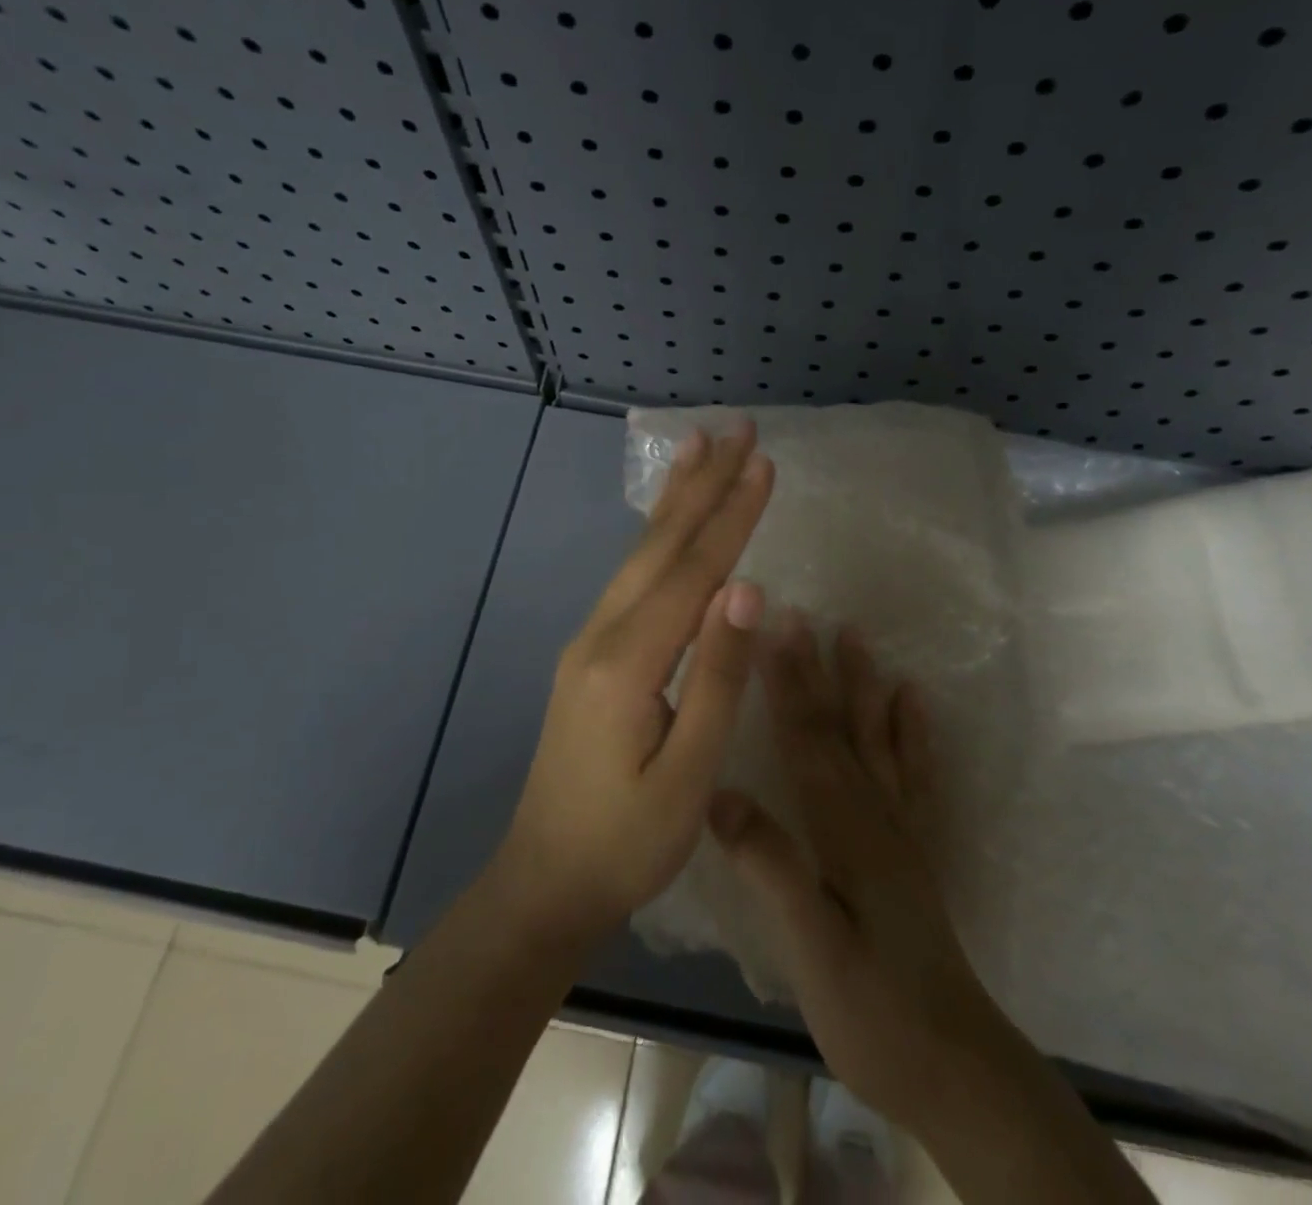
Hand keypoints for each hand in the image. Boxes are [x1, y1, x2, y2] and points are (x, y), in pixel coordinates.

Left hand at [493, 421, 773, 944]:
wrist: (546, 882)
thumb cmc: (628, 842)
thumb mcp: (689, 773)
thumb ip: (718, 676)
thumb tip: (749, 589)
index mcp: (627, 662)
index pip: (693, 572)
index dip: (733, 515)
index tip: (765, 461)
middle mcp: (601, 635)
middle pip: (660, 546)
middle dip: (702, 484)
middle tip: (735, 428)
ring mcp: (589, 642)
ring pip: (640, 556)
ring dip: (676, 501)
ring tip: (700, 449)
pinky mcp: (590, 656)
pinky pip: (632, 580)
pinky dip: (659, 538)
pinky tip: (670, 524)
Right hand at [708, 618, 1022, 1138]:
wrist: (953, 1066)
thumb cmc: (874, 1013)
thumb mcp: (813, 951)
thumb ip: (773, 870)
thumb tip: (719, 796)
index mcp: (845, 831)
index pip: (808, 742)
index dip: (787, 684)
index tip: (771, 629)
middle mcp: (875, 815)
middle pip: (840, 729)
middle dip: (817, 670)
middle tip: (804, 614)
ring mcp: (899, 829)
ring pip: (877, 740)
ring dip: (864, 686)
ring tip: (857, 636)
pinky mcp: (912, 850)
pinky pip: (914, 776)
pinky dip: (913, 733)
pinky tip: (913, 702)